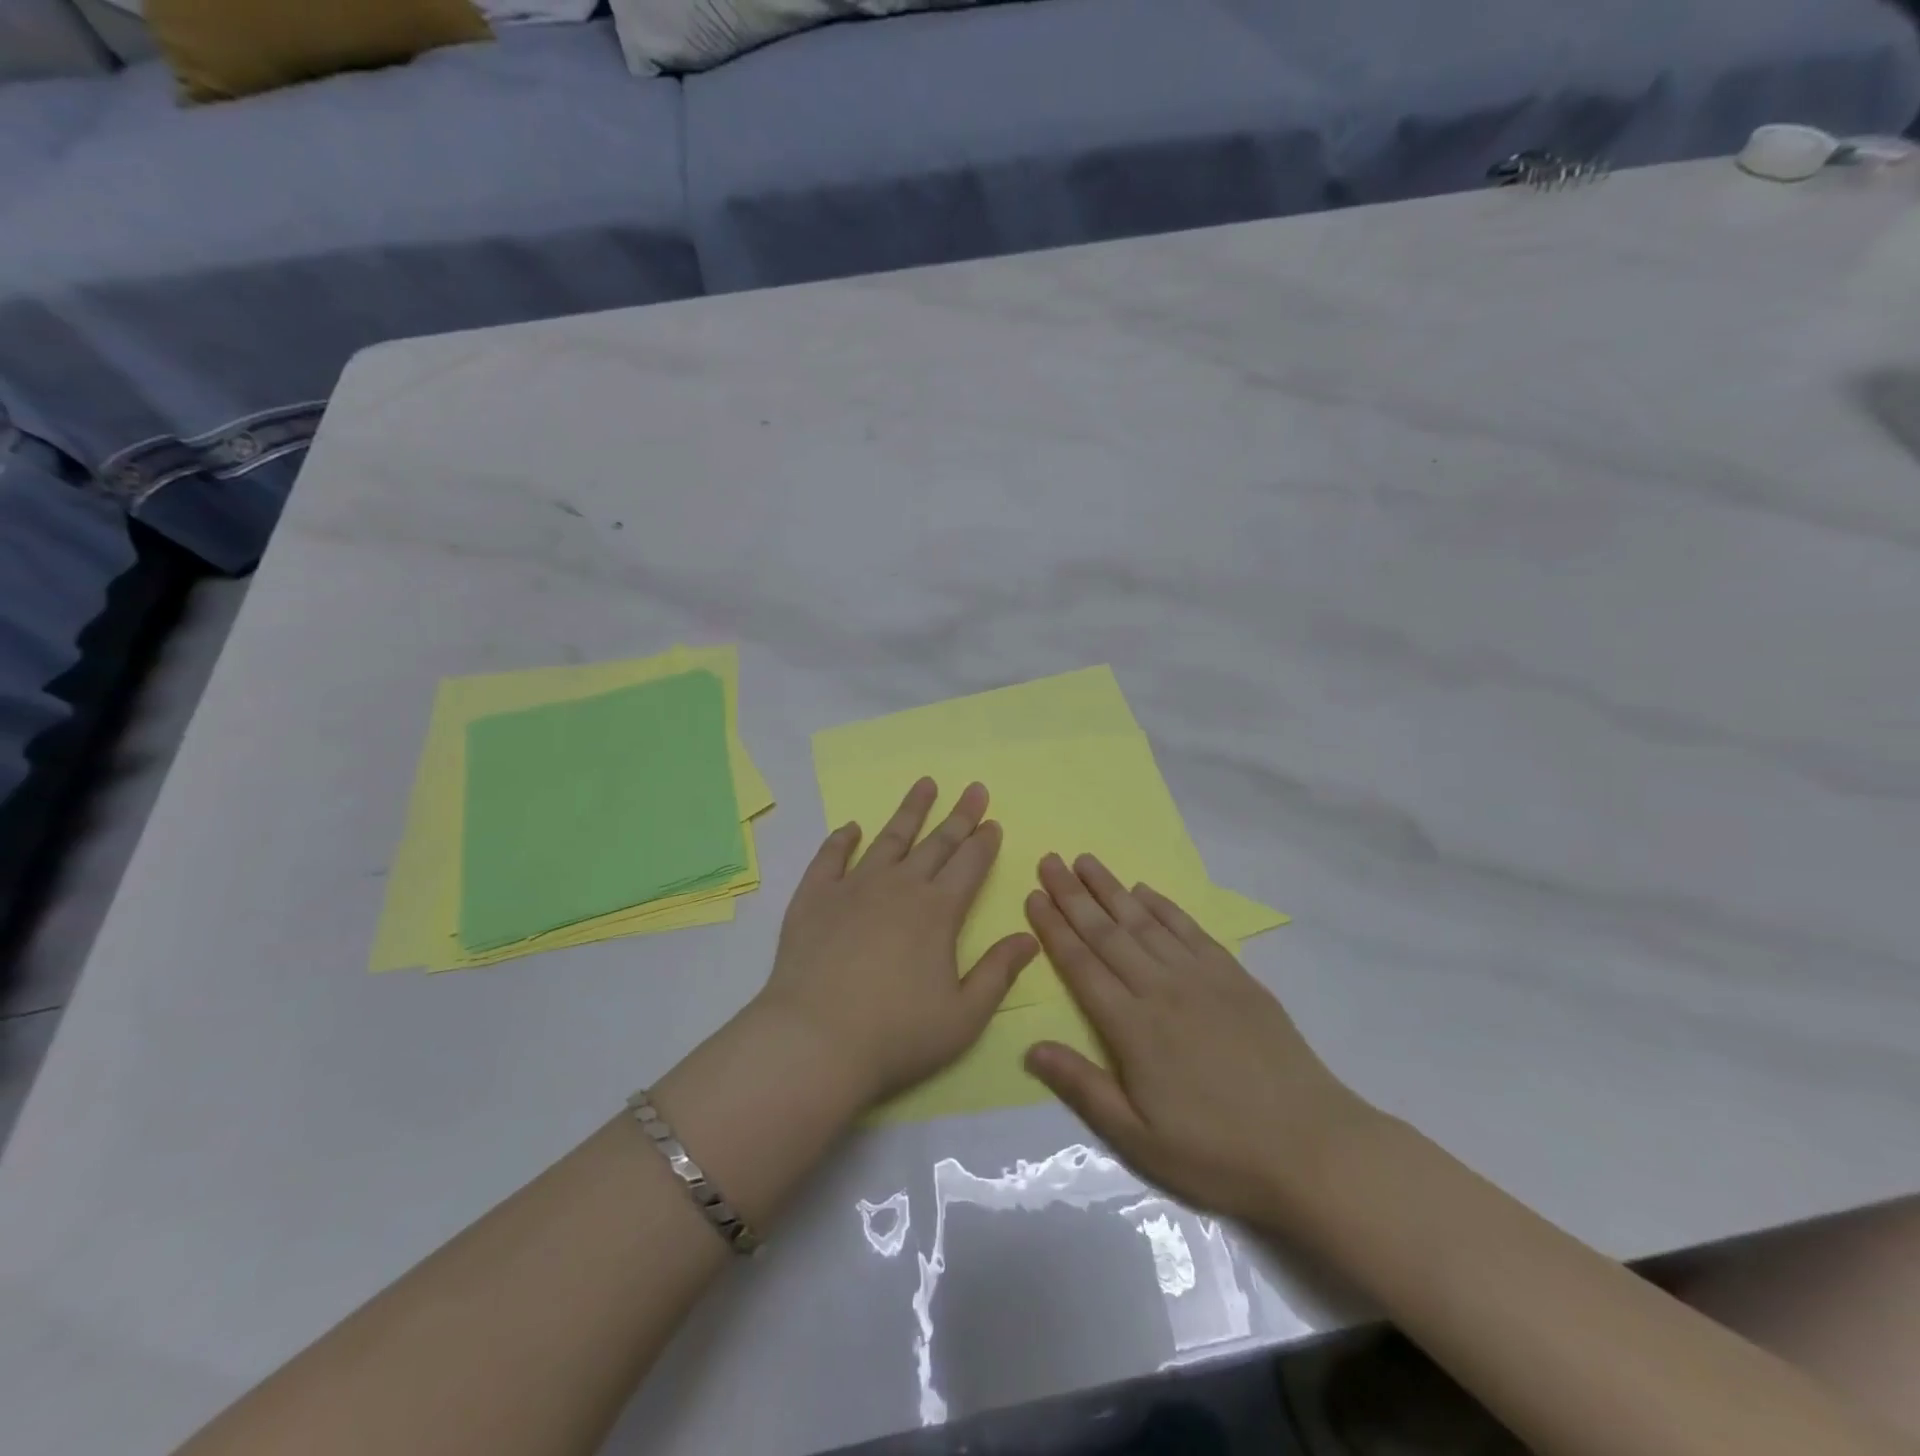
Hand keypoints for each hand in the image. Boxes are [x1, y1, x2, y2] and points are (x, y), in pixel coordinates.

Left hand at [758, 778, 1038, 1106]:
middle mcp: (900, 887)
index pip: (970, 865)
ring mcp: (853, 887)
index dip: (984, 842)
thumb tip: (1029, 937)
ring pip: (888, 838)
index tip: (993, 821)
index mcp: (938, 912)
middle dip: (959, 816)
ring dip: (910, 811)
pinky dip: (842, 839)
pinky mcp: (814, 897)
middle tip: (973, 788)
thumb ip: (997, 973)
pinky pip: (830, 857)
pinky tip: (850, 827)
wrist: (814, 1041)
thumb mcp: (963, 1016)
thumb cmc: (896, 1036)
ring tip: (924, 784)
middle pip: (936, 843)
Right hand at [1023, 853, 1376, 1228]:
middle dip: (1074, 895)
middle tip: (1050, 861)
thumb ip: (1083, 1087)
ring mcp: (1201, 977)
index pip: (1081, 965)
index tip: (1034, 896)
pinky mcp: (1235, 976)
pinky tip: (1145, 890)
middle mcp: (1161, 988)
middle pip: (1107, 932)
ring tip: (1086, 862)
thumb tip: (1031, 1048)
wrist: (1312, 1147)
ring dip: (1112, 889)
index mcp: (1132, 1026)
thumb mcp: (1139, 1139)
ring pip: (1145, 922)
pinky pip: (1189, 929)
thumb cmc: (1217, 1152)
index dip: (1054, 928)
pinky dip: (1163, 906)